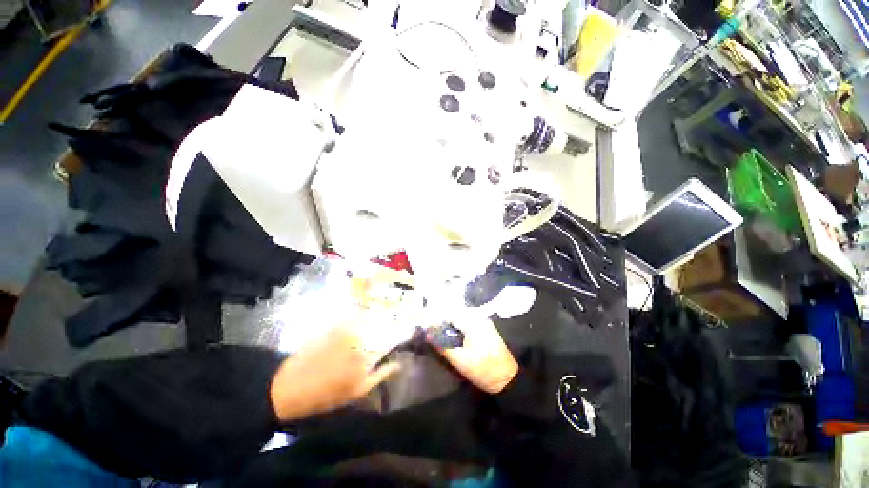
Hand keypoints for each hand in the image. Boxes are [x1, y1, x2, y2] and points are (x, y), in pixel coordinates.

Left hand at [269, 326, 399, 421]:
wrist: (292, 387)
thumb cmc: (328, 394)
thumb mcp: (359, 390)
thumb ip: (382, 374)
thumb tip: (399, 363)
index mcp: (368, 354)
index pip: (392, 337)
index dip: (401, 332)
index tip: (406, 330)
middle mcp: (360, 336)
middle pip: (383, 323)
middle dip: (390, 322)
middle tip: (393, 325)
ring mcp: (346, 328)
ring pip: (369, 317)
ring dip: (377, 317)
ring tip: (379, 321)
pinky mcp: (335, 324)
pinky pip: (353, 315)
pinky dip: (361, 315)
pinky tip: (361, 319)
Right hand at [432, 315, 517, 393]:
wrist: (507, 379)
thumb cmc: (482, 369)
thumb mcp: (459, 360)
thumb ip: (442, 345)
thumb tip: (428, 334)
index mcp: (472, 321)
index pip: (449, 313)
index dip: (436, 318)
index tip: (425, 325)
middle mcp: (478, 316)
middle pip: (455, 312)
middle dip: (442, 319)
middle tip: (431, 329)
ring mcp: (483, 320)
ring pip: (461, 316)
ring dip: (450, 322)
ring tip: (439, 331)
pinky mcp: (486, 326)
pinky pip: (467, 320)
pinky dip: (458, 325)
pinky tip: (452, 333)